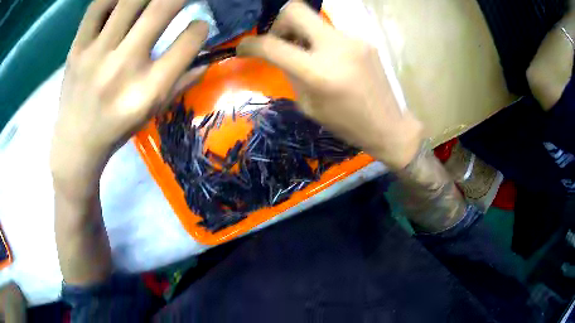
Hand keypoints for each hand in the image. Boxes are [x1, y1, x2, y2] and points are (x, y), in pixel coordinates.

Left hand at [50, 0, 207, 192]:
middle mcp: (123, 67)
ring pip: (129, 1)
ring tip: (151, 2)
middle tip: (179, 0)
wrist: (75, 144)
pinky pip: (97, 7)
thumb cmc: (116, 130)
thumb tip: (206, 58)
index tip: (198, 27)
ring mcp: (96, 54)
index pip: (189, 42)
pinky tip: (121, 1)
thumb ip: (181, 83)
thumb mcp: (152, 113)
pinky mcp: (77, 49)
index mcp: (148, 90)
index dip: (199, 28)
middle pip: (162, 8)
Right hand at [238, 1, 422, 169]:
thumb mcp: (309, 105)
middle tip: (280, 41)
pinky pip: (332, 33)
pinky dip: (322, 42)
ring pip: (315, 21)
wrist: (389, 125)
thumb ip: (291, 74)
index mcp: (318, 72)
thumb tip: (278, 54)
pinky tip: (330, 60)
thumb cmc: (346, 124)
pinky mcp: (364, 40)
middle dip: (279, 22)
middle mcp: (335, 47)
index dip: (251, 44)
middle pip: (295, 9)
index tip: (243, 48)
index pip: (273, 45)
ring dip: (303, 34)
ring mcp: (353, 39)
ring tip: (308, 55)